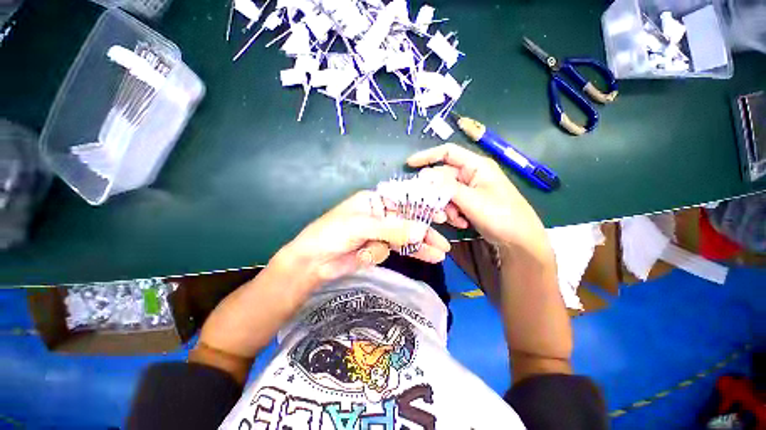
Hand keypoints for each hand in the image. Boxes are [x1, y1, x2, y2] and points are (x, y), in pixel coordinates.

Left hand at [278, 190, 451, 283]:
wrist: (314, 262)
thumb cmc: (333, 234)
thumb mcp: (361, 226)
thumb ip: (392, 229)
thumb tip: (421, 231)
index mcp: (374, 201)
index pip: (402, 200)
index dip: (421, 206)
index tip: (439, 213)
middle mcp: (380, 214)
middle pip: (407, 220)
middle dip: (425, 229)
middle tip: (443, 238)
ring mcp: (381, 232)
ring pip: (406, 236)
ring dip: (422, 245)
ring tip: (441, 252)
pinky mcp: (379, 248)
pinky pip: (400, 249)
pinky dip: (414, 252)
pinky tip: (430, 257)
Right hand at [407, 144, 551, 261]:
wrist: (518, 241)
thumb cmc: (502, 215)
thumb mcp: (472, 201)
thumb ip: (446, 188)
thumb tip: (423, 176)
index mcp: (476, 166)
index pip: (448, 152)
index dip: (427, 156)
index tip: (409, 164)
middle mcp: (471, 174)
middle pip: (443, 178)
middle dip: (438, 194)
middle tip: (435, 209)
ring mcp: (469, 189)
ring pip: (444, 193)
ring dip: (445, 207)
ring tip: (456, 219)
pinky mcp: (468, 202)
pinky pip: (450, 203)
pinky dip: (452, 213)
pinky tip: (462, 223)